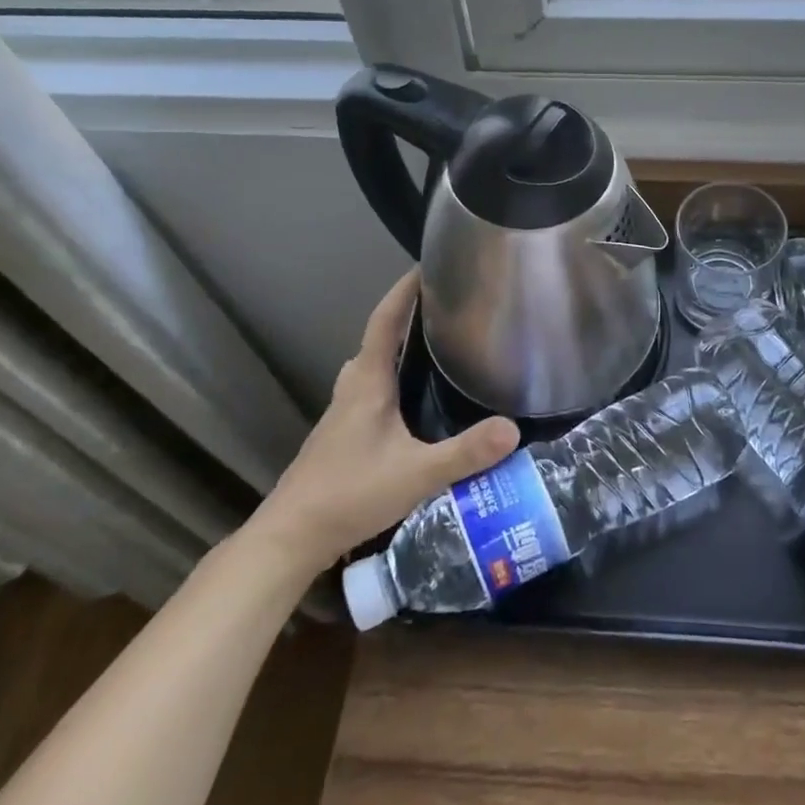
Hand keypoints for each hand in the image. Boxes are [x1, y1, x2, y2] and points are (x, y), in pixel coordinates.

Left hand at [245, 270, 518, 573]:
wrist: (291, 537)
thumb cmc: (349, 493)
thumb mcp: (416, 475)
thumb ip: (465, 453)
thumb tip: (513, 428)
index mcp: (368, 382)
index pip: (385, 320)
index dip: (404, 291)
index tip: (426, 266)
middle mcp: (352, 388)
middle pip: (378, 340)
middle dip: (406, 319)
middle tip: (444, 312)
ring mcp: (342, 413)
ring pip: (371, 368)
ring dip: (397, 352)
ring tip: (435, 353)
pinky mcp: (340, 436)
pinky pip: (369, 391)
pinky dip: (390, 381)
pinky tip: (413, 406)